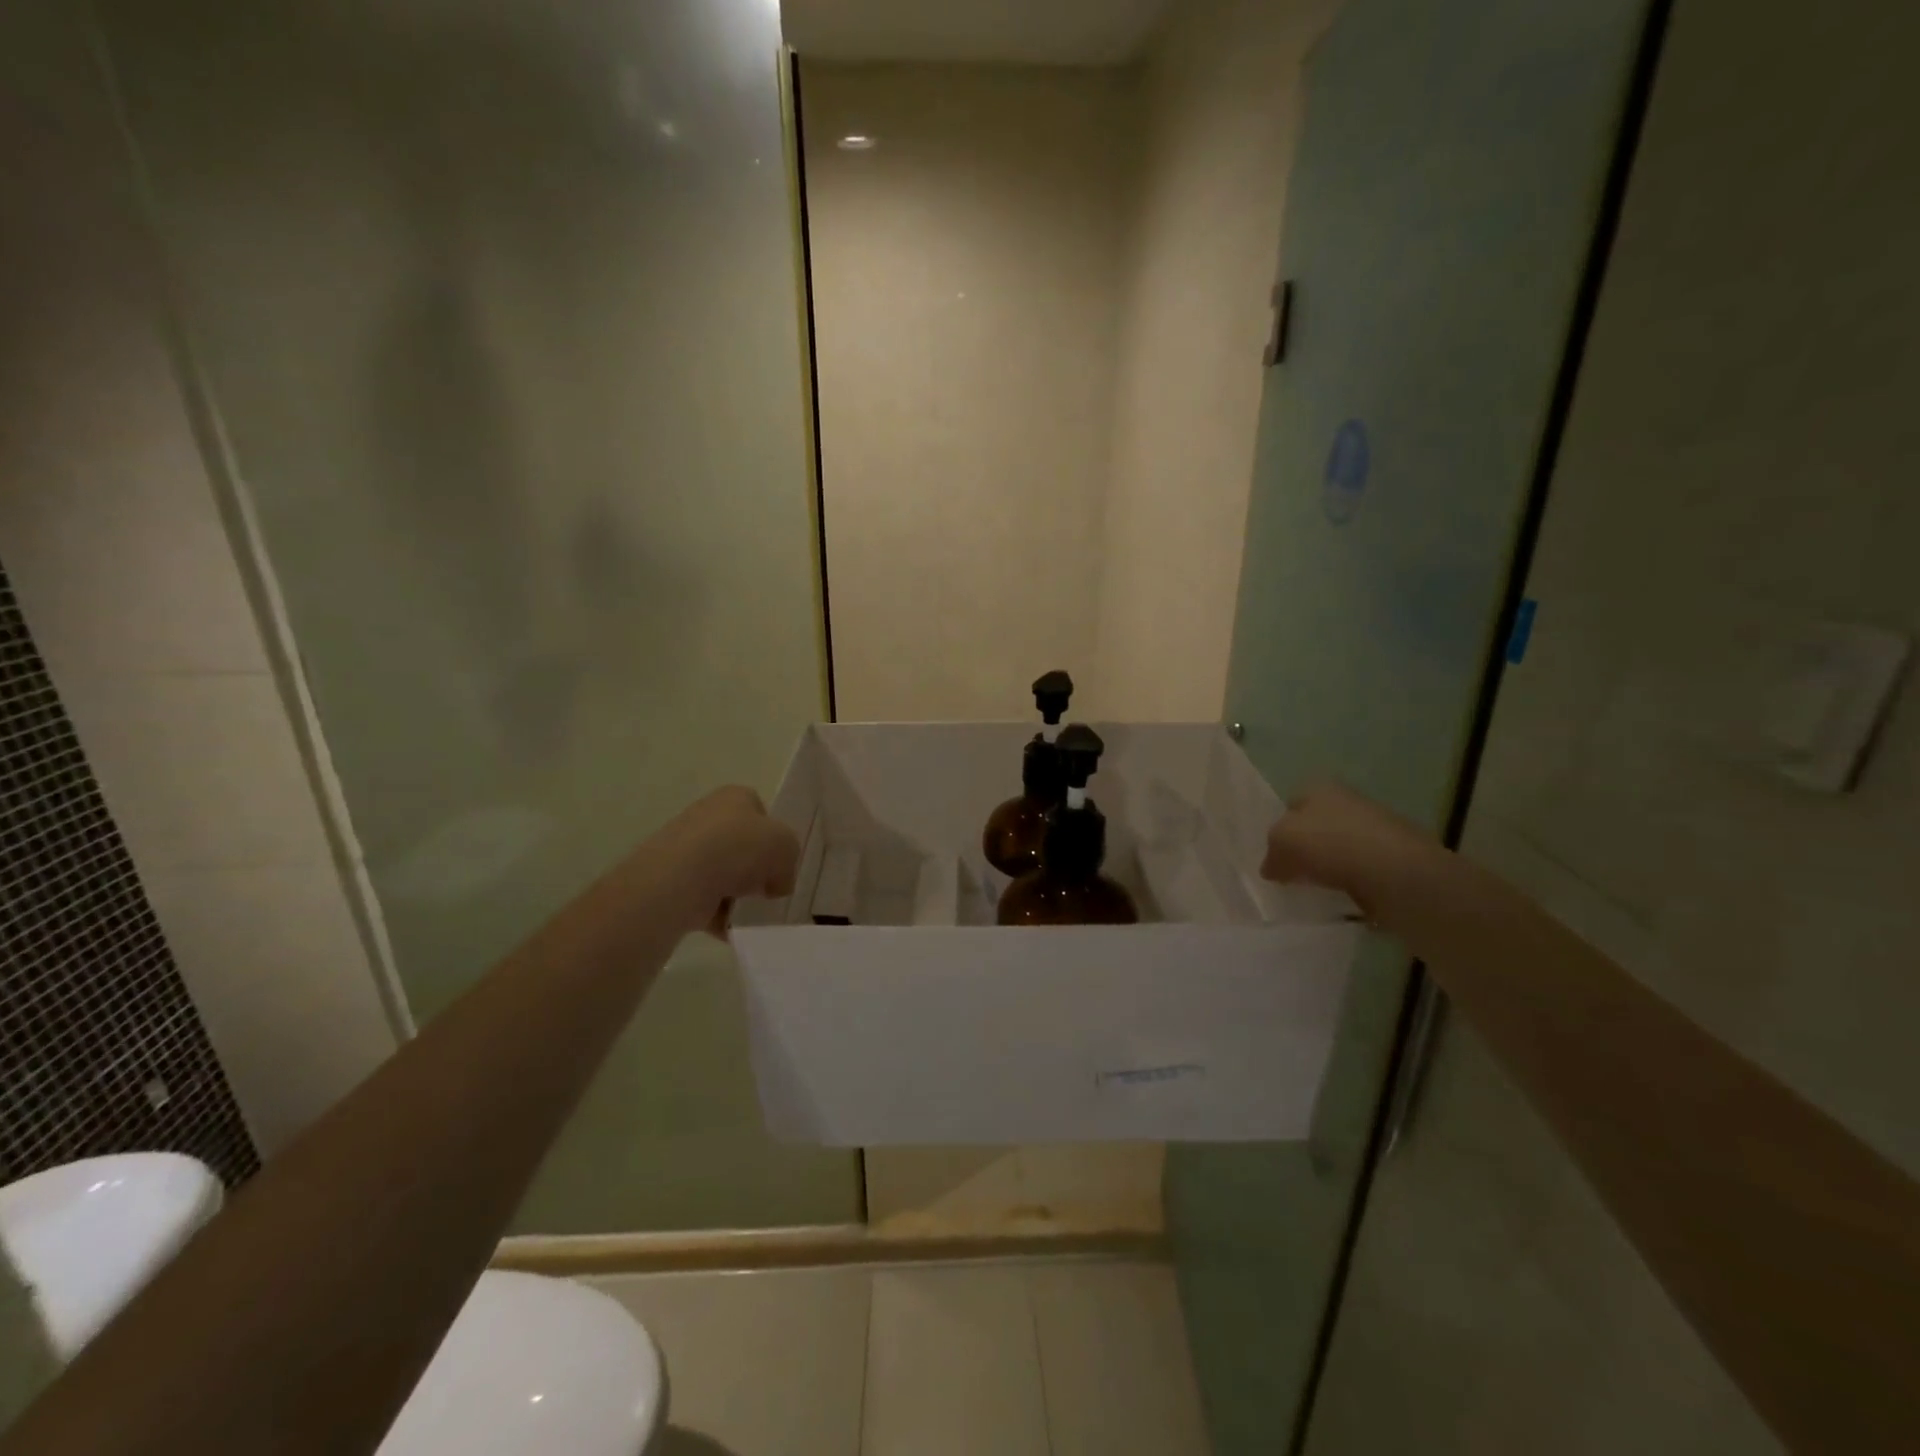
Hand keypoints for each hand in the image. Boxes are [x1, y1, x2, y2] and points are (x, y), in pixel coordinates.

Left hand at [653, 786, 799, 938]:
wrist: (680, 879)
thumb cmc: (738, 848)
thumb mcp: (786, 846)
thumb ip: (789, 861)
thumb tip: (777, 883)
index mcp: (734, 797)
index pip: (759, 811)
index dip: (773, 836)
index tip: (779, 860)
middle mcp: (706, 816)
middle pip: (740, 844)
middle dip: (754, 869)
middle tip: (766, 889)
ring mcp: (685, 849)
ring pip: (721, 873)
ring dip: (736, 894)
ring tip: (748, 910)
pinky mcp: (671, 880)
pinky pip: (703, 899)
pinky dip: (718, 914)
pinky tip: (730, 926)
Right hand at [1262, 782, 1432, 917]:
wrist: (1397, 873)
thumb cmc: (1331, 845)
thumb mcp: (1281, 842)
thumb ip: (1271, 853)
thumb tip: (1272, 868)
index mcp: (1320, 788)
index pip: (1292, 802)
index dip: (1280, 825)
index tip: (1274, 853)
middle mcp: (1349, 801)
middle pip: (1317, 825)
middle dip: (1306, 847)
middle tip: (1291, 873)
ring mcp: (1376, 830)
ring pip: (1340, 849)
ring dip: (1329, 867)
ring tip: (1316, 890)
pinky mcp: (1396, 859)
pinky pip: (1362, 872)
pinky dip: (1352, 884)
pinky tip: (1343, 899)